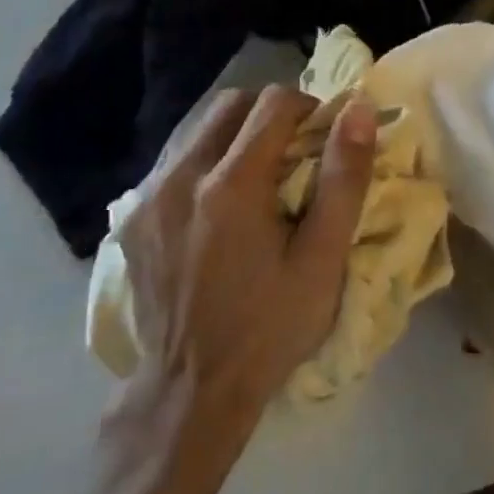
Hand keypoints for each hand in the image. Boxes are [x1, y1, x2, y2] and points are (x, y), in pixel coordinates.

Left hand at [112, 85, 377, 422]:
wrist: (192, 389)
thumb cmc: (270, 326)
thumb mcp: (323, 260)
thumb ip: (344, 179)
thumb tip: (359, 110)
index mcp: (232, 185)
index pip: (273, 104)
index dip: (308, 108)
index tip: (325, 138)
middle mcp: (182, 177)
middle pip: (231, 104)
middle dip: (271, 114)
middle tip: (297, 151)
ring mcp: (150, 197)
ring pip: (198, 129)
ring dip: (237, 135)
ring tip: (261, 176)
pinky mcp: (133, 219)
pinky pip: (175, 162)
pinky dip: (206, 162)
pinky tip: (221, 203)